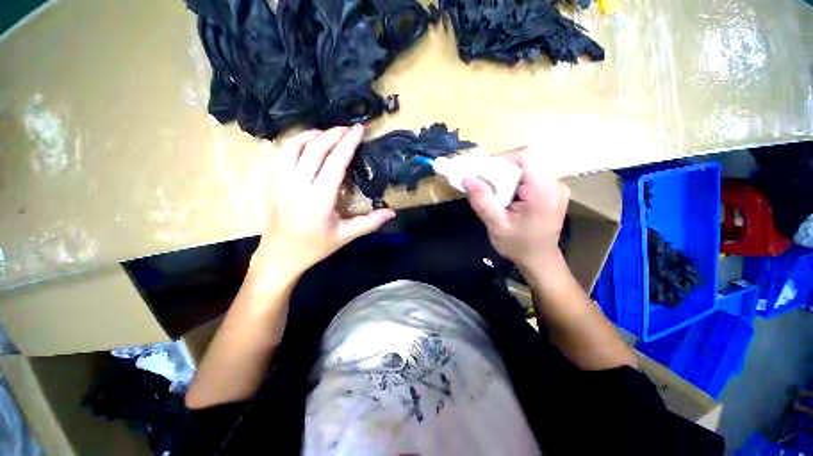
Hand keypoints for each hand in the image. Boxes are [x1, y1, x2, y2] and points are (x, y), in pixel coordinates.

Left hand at [253, 125, 395, 278]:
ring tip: (329, 133)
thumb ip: (370, 222)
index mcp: (319, 199)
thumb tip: (392, 213)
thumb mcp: (345, 236)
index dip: (348, 143)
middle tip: (348, 128)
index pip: (335, 162)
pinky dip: (297, 143)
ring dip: (314, 135)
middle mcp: (298, 185)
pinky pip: (283, 154)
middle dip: (334, 134)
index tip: (359, 129)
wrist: (280, 255)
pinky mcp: (271, 182)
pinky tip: (307, 144)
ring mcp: (280, 181)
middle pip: (316, 149)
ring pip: (296, 146)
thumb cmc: (315, 246)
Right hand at [463, 147, 569, 272]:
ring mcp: (557, 187)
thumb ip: (483, 201)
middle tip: (486, 185)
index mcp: (544, 192)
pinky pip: (531, 176)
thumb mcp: (496, 226)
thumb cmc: (518, 246)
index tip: (485, 173)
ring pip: (528, 167)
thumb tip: (467, 178)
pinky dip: (515, 181)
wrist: (539, 260)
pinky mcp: (553, 191)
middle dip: (502, 170)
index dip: (503, 159)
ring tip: (495, 193)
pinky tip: (507, 197)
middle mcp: (555, 184)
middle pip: (526, 161)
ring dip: (507, 176)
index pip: (527, 156)